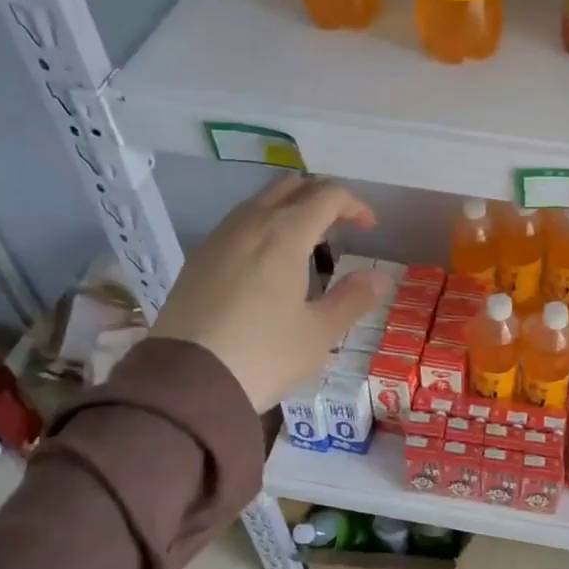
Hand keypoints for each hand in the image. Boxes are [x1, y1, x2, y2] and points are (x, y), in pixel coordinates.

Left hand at [150, 176, 387, 411]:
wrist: (188, 381)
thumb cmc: (264, 354)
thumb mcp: (320, 333)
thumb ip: (353, 299)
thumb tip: (380, 277)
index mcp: (285, 235)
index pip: (327, 196)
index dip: (354, 205)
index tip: (369, 229)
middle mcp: (250, 224)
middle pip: (290, 187)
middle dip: (321, 198)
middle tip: (340, 229)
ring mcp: (218, 239)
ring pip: (260, 202)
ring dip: (289, 210)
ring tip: (306, 246)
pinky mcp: (197, 259)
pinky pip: (238, 224)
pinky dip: (263, 228)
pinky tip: (268, 264)